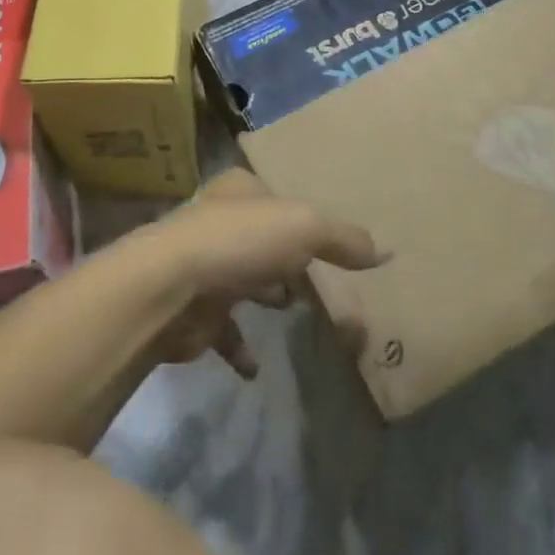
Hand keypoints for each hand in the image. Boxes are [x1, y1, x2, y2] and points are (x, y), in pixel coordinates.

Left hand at [135, 169, 386, 378]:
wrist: (170, 288)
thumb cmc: (239, 243)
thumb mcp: (304, 227)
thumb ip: (342, 239)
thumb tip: (385, 252)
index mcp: (240, 189)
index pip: (276, 196)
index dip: (301, 215)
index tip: (324, 240)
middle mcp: (217, 220)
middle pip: (260, 238)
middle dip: (285, 259)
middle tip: (315, 280)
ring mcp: (202, 264)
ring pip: (243, 279)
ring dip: (265, 294)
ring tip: (293, 311)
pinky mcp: (192, 309)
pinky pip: (223, 329)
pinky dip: (241, 346)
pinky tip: (258, 364)